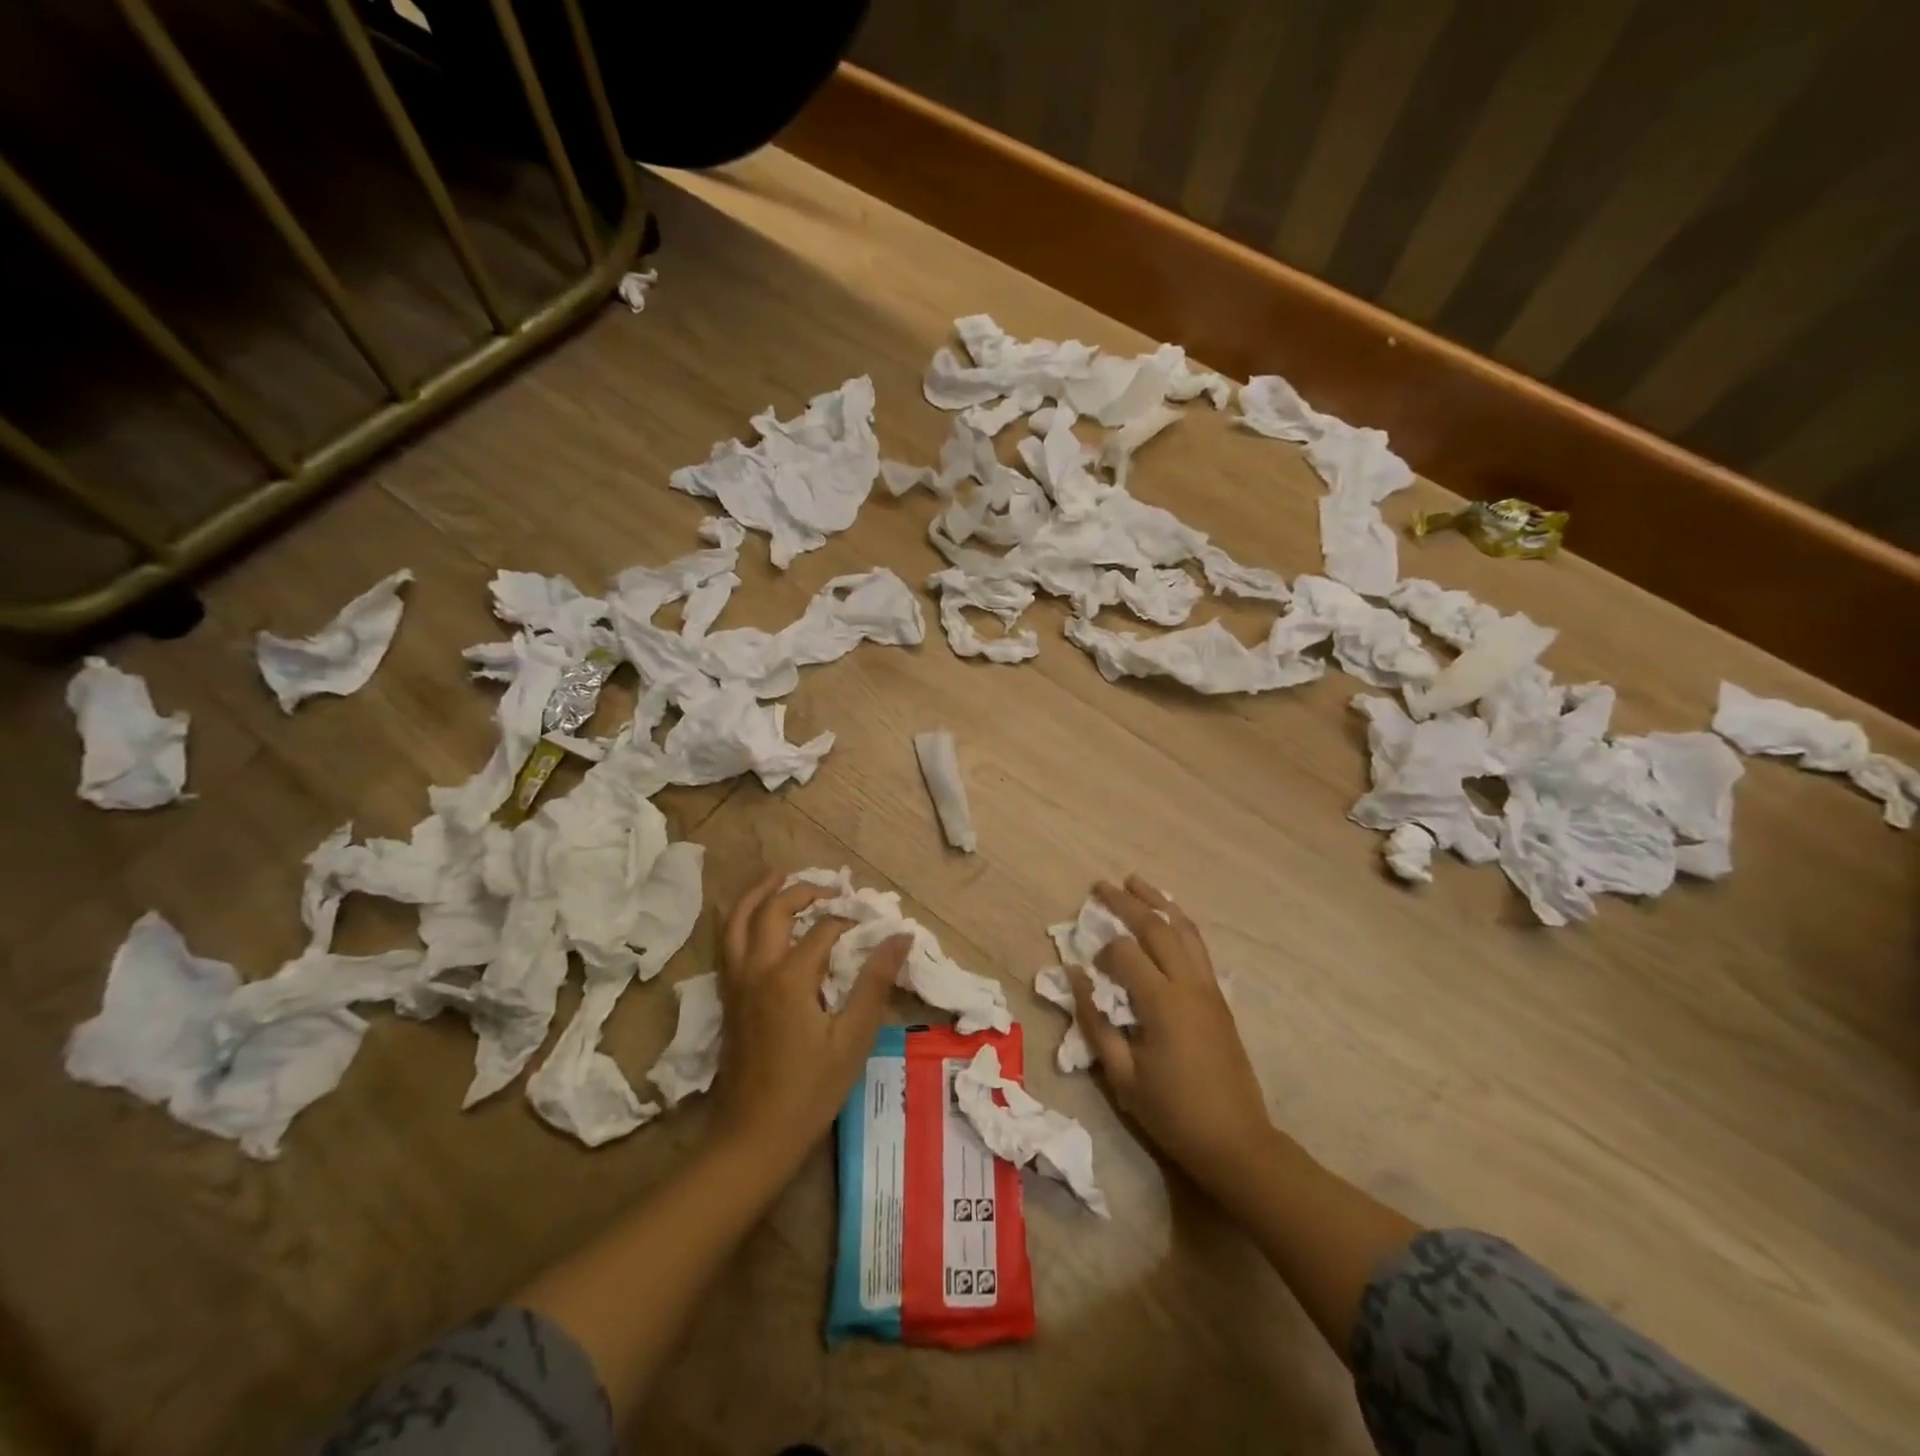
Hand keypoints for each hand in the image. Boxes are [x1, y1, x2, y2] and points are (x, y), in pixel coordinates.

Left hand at [712, 872, 908, 1170]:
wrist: (753, 1137)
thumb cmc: (810, 1090)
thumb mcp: (853, 1038)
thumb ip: (875, 982)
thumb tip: (901, 937)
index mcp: (789, 978)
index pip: (823, 930)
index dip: (849, 922)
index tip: (873, 925)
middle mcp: (757, 970)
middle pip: (773, 911)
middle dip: (802, 890)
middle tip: (830, 887)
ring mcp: (736, 983)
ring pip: (738, 921)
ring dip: (760, 894)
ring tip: (780, 876)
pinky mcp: (728, 998)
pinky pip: (728, 942)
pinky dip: (741, 919)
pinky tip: (754, 918)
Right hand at [1068, 876, 1271, 1195]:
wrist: (1236, 1141)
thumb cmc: (1173, 1112)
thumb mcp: (1122, 1076)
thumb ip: (1095, 1023)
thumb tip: (1074, 977)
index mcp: (1163, 1004)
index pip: (1125, 953)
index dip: (1101, 951)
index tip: (1087, 966)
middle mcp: (1189, 985)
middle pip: (1157, 928)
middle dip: (1126, 903)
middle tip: (1101, 886)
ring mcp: (1209, 988)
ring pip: (1184, 929)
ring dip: (1159, 902)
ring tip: (1136, 882)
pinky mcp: (1219, 997)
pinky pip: (1198, 946)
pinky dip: (1180, 923)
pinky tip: (1167, 918)